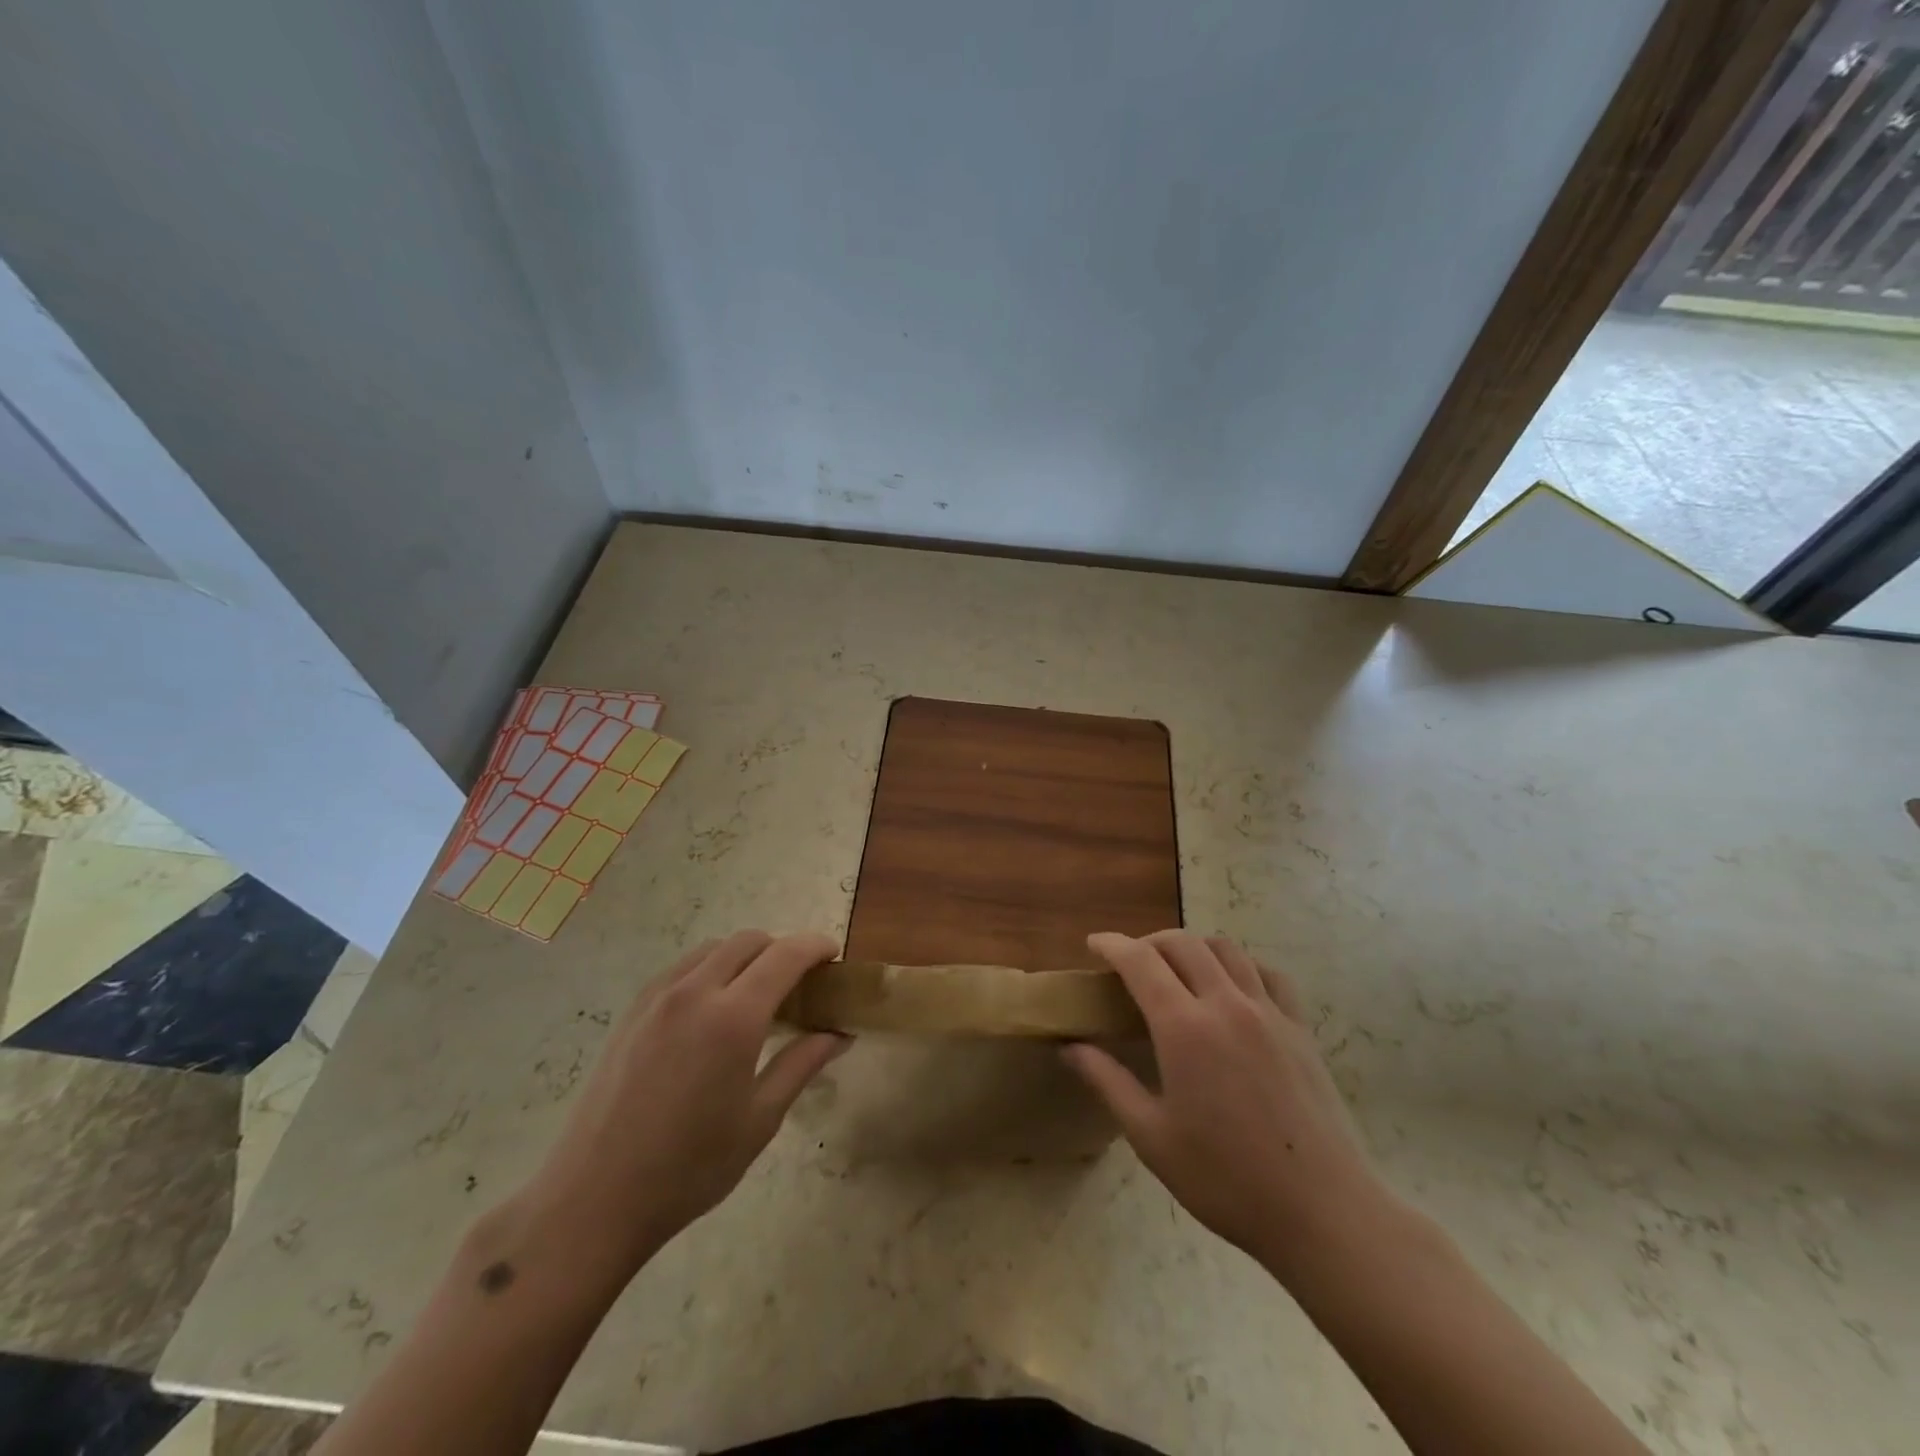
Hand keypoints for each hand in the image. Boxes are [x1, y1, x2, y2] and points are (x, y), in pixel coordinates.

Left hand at [524, 931, 849, 1277]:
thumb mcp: (759, 1120)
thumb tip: (839, 1034)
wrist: (592, 1201)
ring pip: (713, 948)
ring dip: (745, 956)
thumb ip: (802, 1065)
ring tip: (757, 994)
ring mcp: (658, 998)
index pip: (785, 955)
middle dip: (782, 948)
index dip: (815, 946)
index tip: (833, 955)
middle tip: (800, 981)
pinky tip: (713, 1009)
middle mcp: (695, 992)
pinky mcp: (633, 1011)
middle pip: (749, 941)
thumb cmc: (688, 1168)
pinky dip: (710, 968)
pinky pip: (682, 968)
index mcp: (733, 1018)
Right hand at [1062, 930, 1392, 1279]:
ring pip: (1225, 948)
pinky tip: (1233, 987)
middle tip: (1130, 963)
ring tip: (1178, 969)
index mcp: (1184, 1028)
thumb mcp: (1152, 1137)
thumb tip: (1070, 1048)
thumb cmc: (1226, 1179)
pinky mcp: (1300, 1027)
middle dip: (1148, 942)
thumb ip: (1108, 1082)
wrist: (1322, 1212)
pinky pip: (1267, 973)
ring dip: (1193, 946)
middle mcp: (1226, 1004)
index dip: (1112, 945)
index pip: (1140, 961)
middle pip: (1182, 943)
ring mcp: (1269, 1012)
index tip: (1094, 944)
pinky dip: (1241, 965)